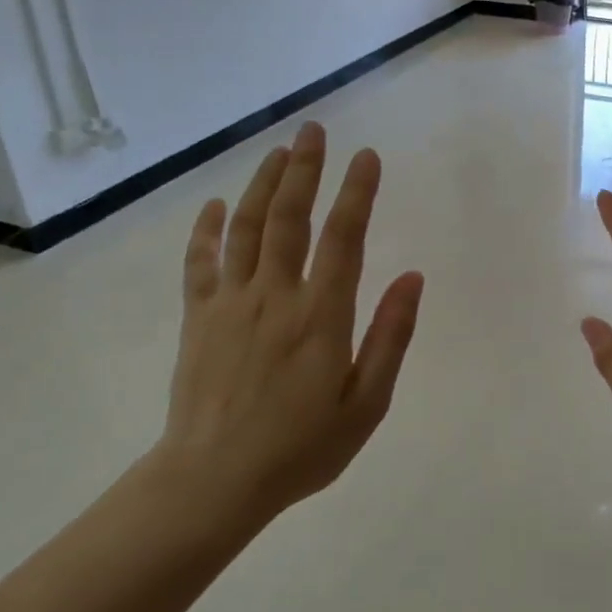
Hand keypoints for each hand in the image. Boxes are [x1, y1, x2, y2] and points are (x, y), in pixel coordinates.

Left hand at [157, 121, 423, 520]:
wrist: (213, 481)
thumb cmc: (301, 448)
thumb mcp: (366, 404)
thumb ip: (391, 336)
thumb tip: (412, 277)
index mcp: (321, 316)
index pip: (344, 238)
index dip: (357, 193)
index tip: (367, 157)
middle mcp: (275, 296)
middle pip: (289, 217)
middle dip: (304, 169)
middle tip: (313, 129)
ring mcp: (230, 303)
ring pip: (247, 228)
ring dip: (262, 184)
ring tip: (277, 151)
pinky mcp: (199, 318)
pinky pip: (201, 262)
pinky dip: (208, 229)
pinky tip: (216, 204)